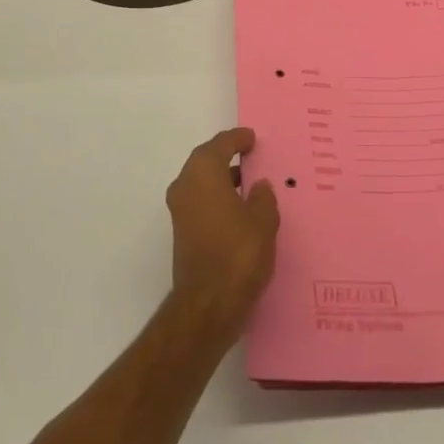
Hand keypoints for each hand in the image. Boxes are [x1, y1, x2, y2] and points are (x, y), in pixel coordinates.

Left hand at [166, 128, 279, 337]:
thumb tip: (259, 186)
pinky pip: (202, 202)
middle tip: (252, 156)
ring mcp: (180, 211)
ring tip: (251, 183)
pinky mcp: (182, 233)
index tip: (252, 138)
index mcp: (203, 172)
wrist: (208, 305)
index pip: (221, 144)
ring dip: (223, 179)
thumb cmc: (238, 253)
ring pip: (203, 183)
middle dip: (228, 157)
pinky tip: (240, 210)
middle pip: (207, 161)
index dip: (237, 139)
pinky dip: (218, 199)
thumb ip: (263, 197)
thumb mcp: (263, 220)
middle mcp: (185, 185)